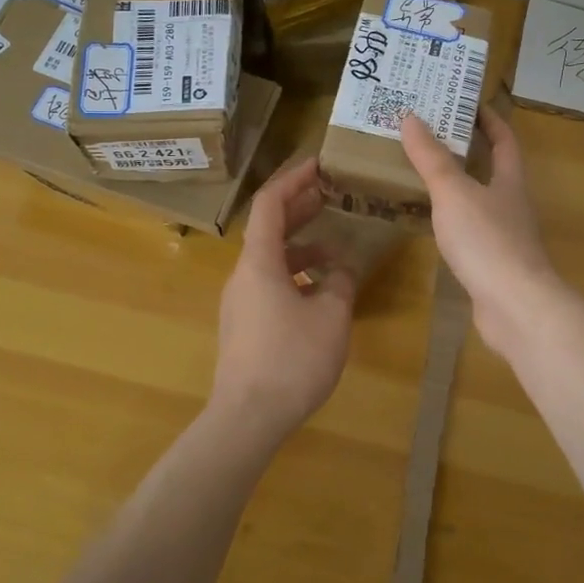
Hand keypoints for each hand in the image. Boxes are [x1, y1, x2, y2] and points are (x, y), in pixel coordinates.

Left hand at [212, 158, 356, 450]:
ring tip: (337, 249)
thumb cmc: (291, 359)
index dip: (293, 179)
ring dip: (302, 246)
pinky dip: (295, 274)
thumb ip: (341, 283)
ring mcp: (241, 301)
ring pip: (271, 258)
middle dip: (299, 207)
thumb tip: (342, 269)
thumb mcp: (331, 316)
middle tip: (330, 194)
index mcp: (260, 262)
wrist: (247, 418)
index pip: (270, 203)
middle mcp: (244, 274)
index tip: (318, 164)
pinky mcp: (245, 324)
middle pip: (268, 227)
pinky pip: (270, 283)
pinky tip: (322, 291)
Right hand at [400, 109, 562, 356]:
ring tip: (419, 173)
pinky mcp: (493, 264)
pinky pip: (470, 230)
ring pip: (479, 200)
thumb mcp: (453, 192)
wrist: (515, 307)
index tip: (464, 103)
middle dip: (465, 150)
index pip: (504, 139)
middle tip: (427, 135)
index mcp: (509, 180)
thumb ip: (432, 158)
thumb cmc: (487, 240)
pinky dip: (451, 219)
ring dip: (455, 185)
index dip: (488, 119)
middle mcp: (511, 204)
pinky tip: (429, 221)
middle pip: (492, 168)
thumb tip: (411, 118)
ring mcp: (505, 236)